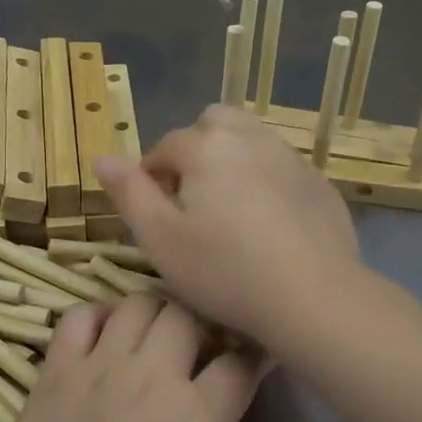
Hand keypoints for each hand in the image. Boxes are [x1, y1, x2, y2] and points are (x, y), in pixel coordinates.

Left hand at [0, 293, 345, 421]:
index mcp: (197, 416)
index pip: (242, 360)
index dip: (258, 353)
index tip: (261, 359)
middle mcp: (151, 374)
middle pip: (191, 314)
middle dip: (208, 323)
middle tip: (209, 351)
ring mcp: (98, 365)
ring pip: (139, 303)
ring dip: (158, 312)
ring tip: (162, 341)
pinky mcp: (55, 369)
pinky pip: (78, 315)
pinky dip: (97, 315)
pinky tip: (105, 340)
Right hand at [93, 105, 360, 346]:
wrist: (312, 296)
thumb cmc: (224, 271)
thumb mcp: (160, 239)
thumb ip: (129, 193)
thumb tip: (102, 157)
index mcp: (206, 147)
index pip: (165, 147)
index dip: (152, 177)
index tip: (155, 213)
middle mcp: (250, 138)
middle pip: (212, 124)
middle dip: (196, 151)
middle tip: (193, 200)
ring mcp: (290, 157)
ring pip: (251, 139)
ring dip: (232, 159)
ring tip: (229, 208)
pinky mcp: (319, 182)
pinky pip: (282, 166)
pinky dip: (267, 180)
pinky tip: (269, 222)